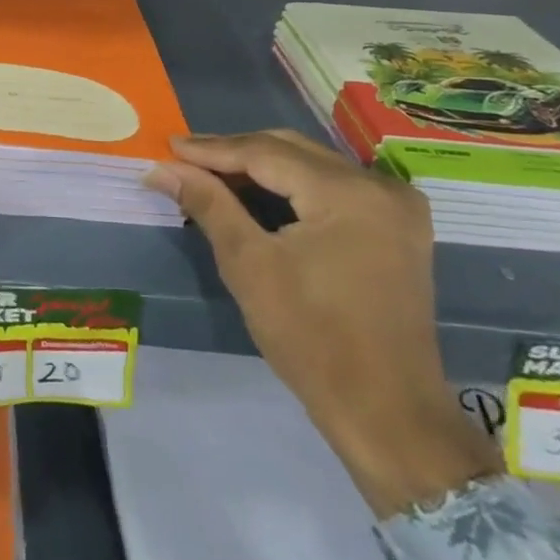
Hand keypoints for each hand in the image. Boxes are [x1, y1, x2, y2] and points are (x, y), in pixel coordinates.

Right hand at [147, 130, 499, 516]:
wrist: (387, 413)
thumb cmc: (312, 338)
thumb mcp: (249, 265)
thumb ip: (208, 204)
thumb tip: (162, 168)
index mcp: (348, 193)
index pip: (265, 153)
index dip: (211, 149)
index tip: (167, 146)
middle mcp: (380, 187)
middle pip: (290, 150)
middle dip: (234, 153)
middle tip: (183, 159)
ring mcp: (396, 207)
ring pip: (311, 165)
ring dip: (260, 167)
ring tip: (210, 174)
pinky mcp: (397, 228)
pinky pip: (331, 186)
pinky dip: (290, 185)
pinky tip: (255, 194)